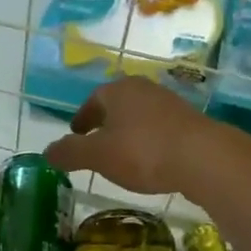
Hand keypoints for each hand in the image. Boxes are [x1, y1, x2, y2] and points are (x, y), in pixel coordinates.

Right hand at [45, 78, 224, 195]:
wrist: (203, 158)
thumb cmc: (142, 151)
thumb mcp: (98, 155)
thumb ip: (70, 152)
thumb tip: (47, 151)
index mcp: (118, 90)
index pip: (93, 100)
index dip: (82, 118)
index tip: (76, 133)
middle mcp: (144, 89)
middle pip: (118, 105)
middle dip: (105, 122)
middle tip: (96, 142)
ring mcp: (171, 104)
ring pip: (140, 116)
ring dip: (129, 132)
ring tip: (122, 154)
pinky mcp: (191, 122)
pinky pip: (161, 129)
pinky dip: (149, 141)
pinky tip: (151, 161)